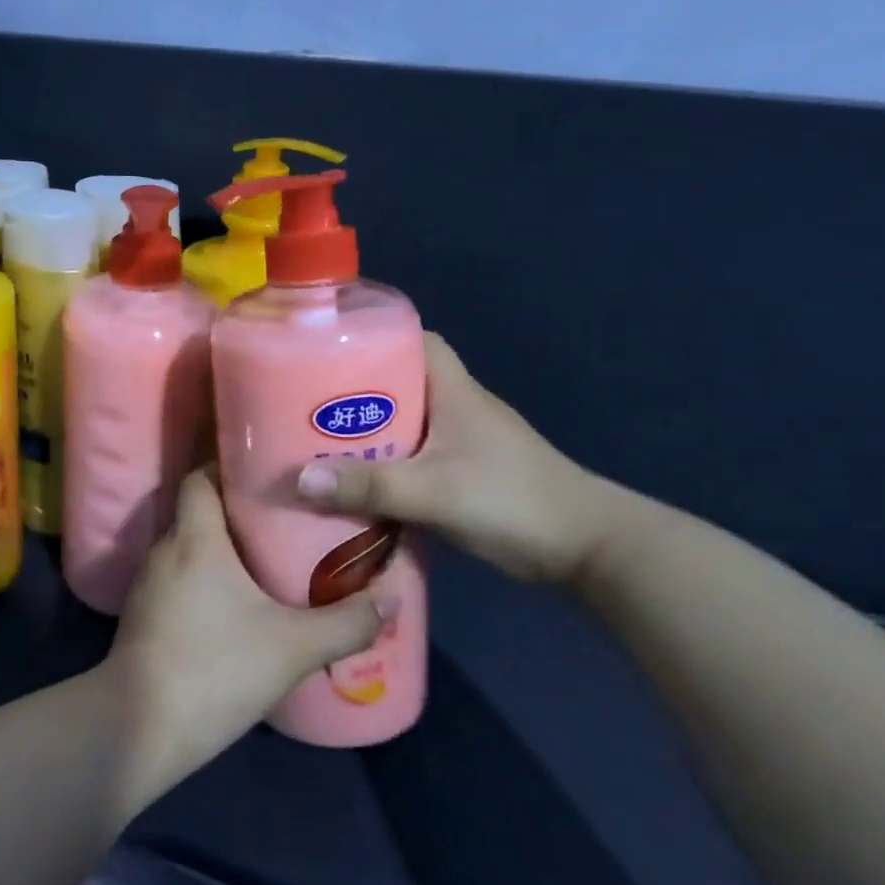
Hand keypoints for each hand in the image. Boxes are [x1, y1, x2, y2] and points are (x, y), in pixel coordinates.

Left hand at [104, 467, 393, 797]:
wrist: (140, 727)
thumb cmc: (216, 669)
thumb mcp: (293, 647)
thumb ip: (346, 622)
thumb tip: (392, 597)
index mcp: (194, 538)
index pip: (199, 477)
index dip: (228, 465)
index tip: (268, 468)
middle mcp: (165, 550)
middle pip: (197, 510)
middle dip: (237, 508)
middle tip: (284, 514)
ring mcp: (148, 584)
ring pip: (188, 547)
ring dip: (221, 547)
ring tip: (266, 554)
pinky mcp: (143, 615)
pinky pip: (178, 579)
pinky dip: (204, 578)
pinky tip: (235, 602)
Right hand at [297, 330, 615, 584]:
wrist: (586, 549)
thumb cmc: (511, 500)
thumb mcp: (433, 491)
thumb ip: (369, 485)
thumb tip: (297, 479)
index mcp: (454, 391)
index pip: (415, 339)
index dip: (375, 335)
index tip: (328, 347)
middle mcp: (457, 407)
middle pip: (398, 382)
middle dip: (353, 389)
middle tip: (306, 403)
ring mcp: (463, 442)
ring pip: (403, 422)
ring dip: (366, 431)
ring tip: (316, 442)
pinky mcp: (464, 474)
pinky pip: (411, 456)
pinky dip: (383, 463)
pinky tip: (354, 481)